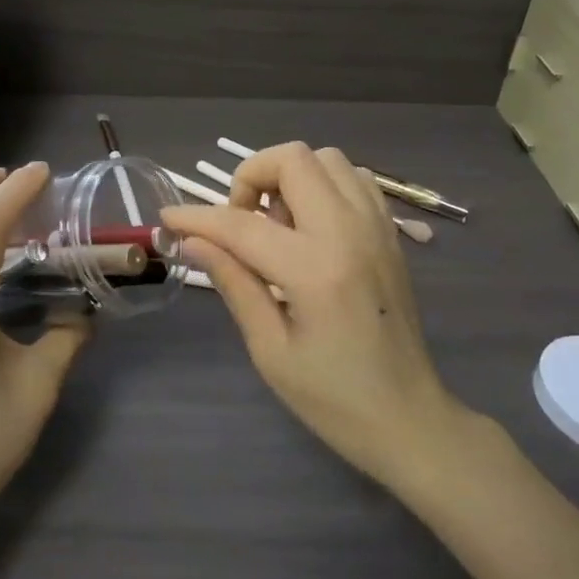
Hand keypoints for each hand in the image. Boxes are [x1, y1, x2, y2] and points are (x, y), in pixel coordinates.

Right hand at [162, 143, 459, 491]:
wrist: (410, 419)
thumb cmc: (333, 398)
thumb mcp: (270, 349)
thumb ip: (233, 283)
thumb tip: (192, 240)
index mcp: (315, 269)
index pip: (241, 224)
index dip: (197, 217)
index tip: (169, 218)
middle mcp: (350, 232)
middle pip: (293, 158)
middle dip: (251, 176)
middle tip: (240, 222)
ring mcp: (377, 227)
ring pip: (327, 158)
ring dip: (291, 177)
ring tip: (277, 224)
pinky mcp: (390, 234)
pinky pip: (355, 179)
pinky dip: (324, 185)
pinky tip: (311, 226)